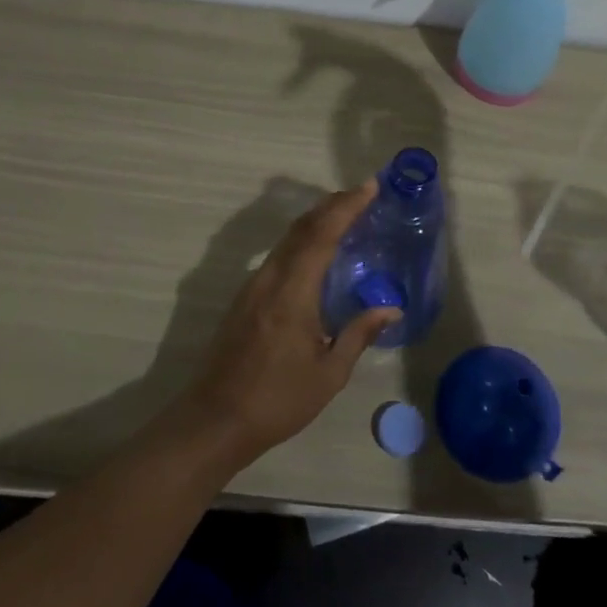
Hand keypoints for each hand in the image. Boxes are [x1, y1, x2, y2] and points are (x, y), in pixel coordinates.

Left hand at [177, 184, 400, 465]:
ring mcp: (253, 286)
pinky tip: (316, 252)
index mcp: (293, 292)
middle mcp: (270, 279)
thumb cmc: (277, 400)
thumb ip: (358, 334)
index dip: (346, 207)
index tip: (369, 187)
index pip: (322, 235)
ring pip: (287, 239)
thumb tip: (391, 308)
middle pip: (302, 228)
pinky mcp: (245, 298)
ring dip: (315, 221)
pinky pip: (278, 255)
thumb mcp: (328, 373)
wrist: (215, 420)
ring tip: (344, 216)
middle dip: (332, 205)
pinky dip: (301, 241)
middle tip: (362, 194)